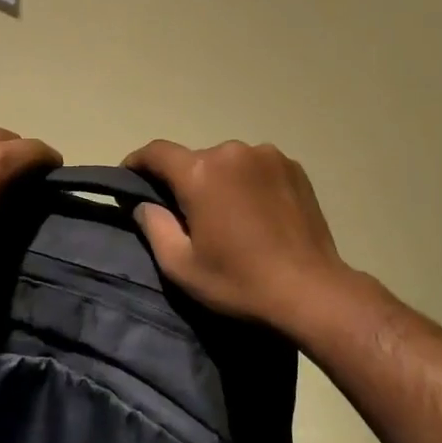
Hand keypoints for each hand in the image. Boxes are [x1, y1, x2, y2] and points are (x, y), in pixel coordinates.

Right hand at [123, 139, 352, 330]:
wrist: (312, 291)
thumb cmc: (239, 280)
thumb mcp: (181, 265)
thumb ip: (154, 227)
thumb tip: (144, 204)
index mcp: (200, 173)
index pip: (157, 152)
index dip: (137, 162)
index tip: (129, 177)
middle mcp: (233, 152)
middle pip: (195, 159)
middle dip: (184, 181)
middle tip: (187, 215)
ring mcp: (268, 156)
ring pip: (228, 163)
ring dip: (220, 181)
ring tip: (228, 216)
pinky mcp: (294, 168)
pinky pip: (257, 167)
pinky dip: (248, 182)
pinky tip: (256, 213)